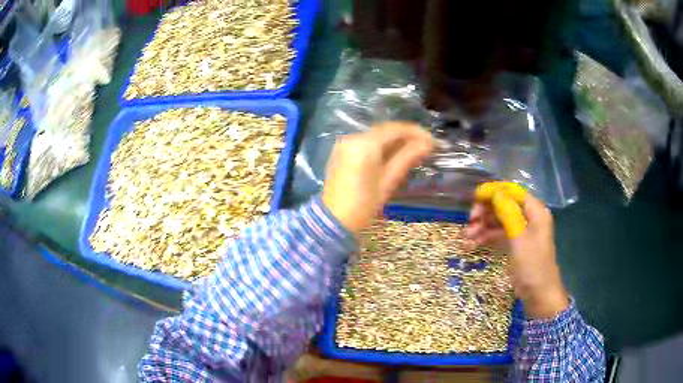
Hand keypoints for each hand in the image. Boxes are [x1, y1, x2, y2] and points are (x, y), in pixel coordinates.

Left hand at [322, 122, 432, 233]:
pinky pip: (366, 142)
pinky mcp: (342, 151)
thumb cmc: (363, 205)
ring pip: (376, 136)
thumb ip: (407, 158)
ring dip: (395, 140)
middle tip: (425, 146)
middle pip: (384, 130)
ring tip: (414, 151)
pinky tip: (394, 154)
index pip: (394, 129)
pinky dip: (381, 146)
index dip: (415, 132)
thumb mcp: (388, 181)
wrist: (334, 220)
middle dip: (406, 136)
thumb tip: (427, 144)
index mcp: (364, 145)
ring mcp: (344, 143)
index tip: (432, 141)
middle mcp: (352, 137)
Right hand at [466, 193, 568, 318]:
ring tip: (467, 236)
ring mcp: (522, 232)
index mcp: (535, 211)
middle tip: (470, 221)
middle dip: (486, 211)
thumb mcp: (519, 237)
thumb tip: (494, 192)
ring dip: (483, 225)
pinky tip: (473, 244)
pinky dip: (487, 237)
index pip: (513, 192)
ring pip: (499, 220)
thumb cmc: (532, 265)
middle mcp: (529, 217)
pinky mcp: (515, 245)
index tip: (475, 198)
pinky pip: (499, 234)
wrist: (538, 295)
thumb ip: (507, 212)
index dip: (494, 191)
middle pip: (504, 205)